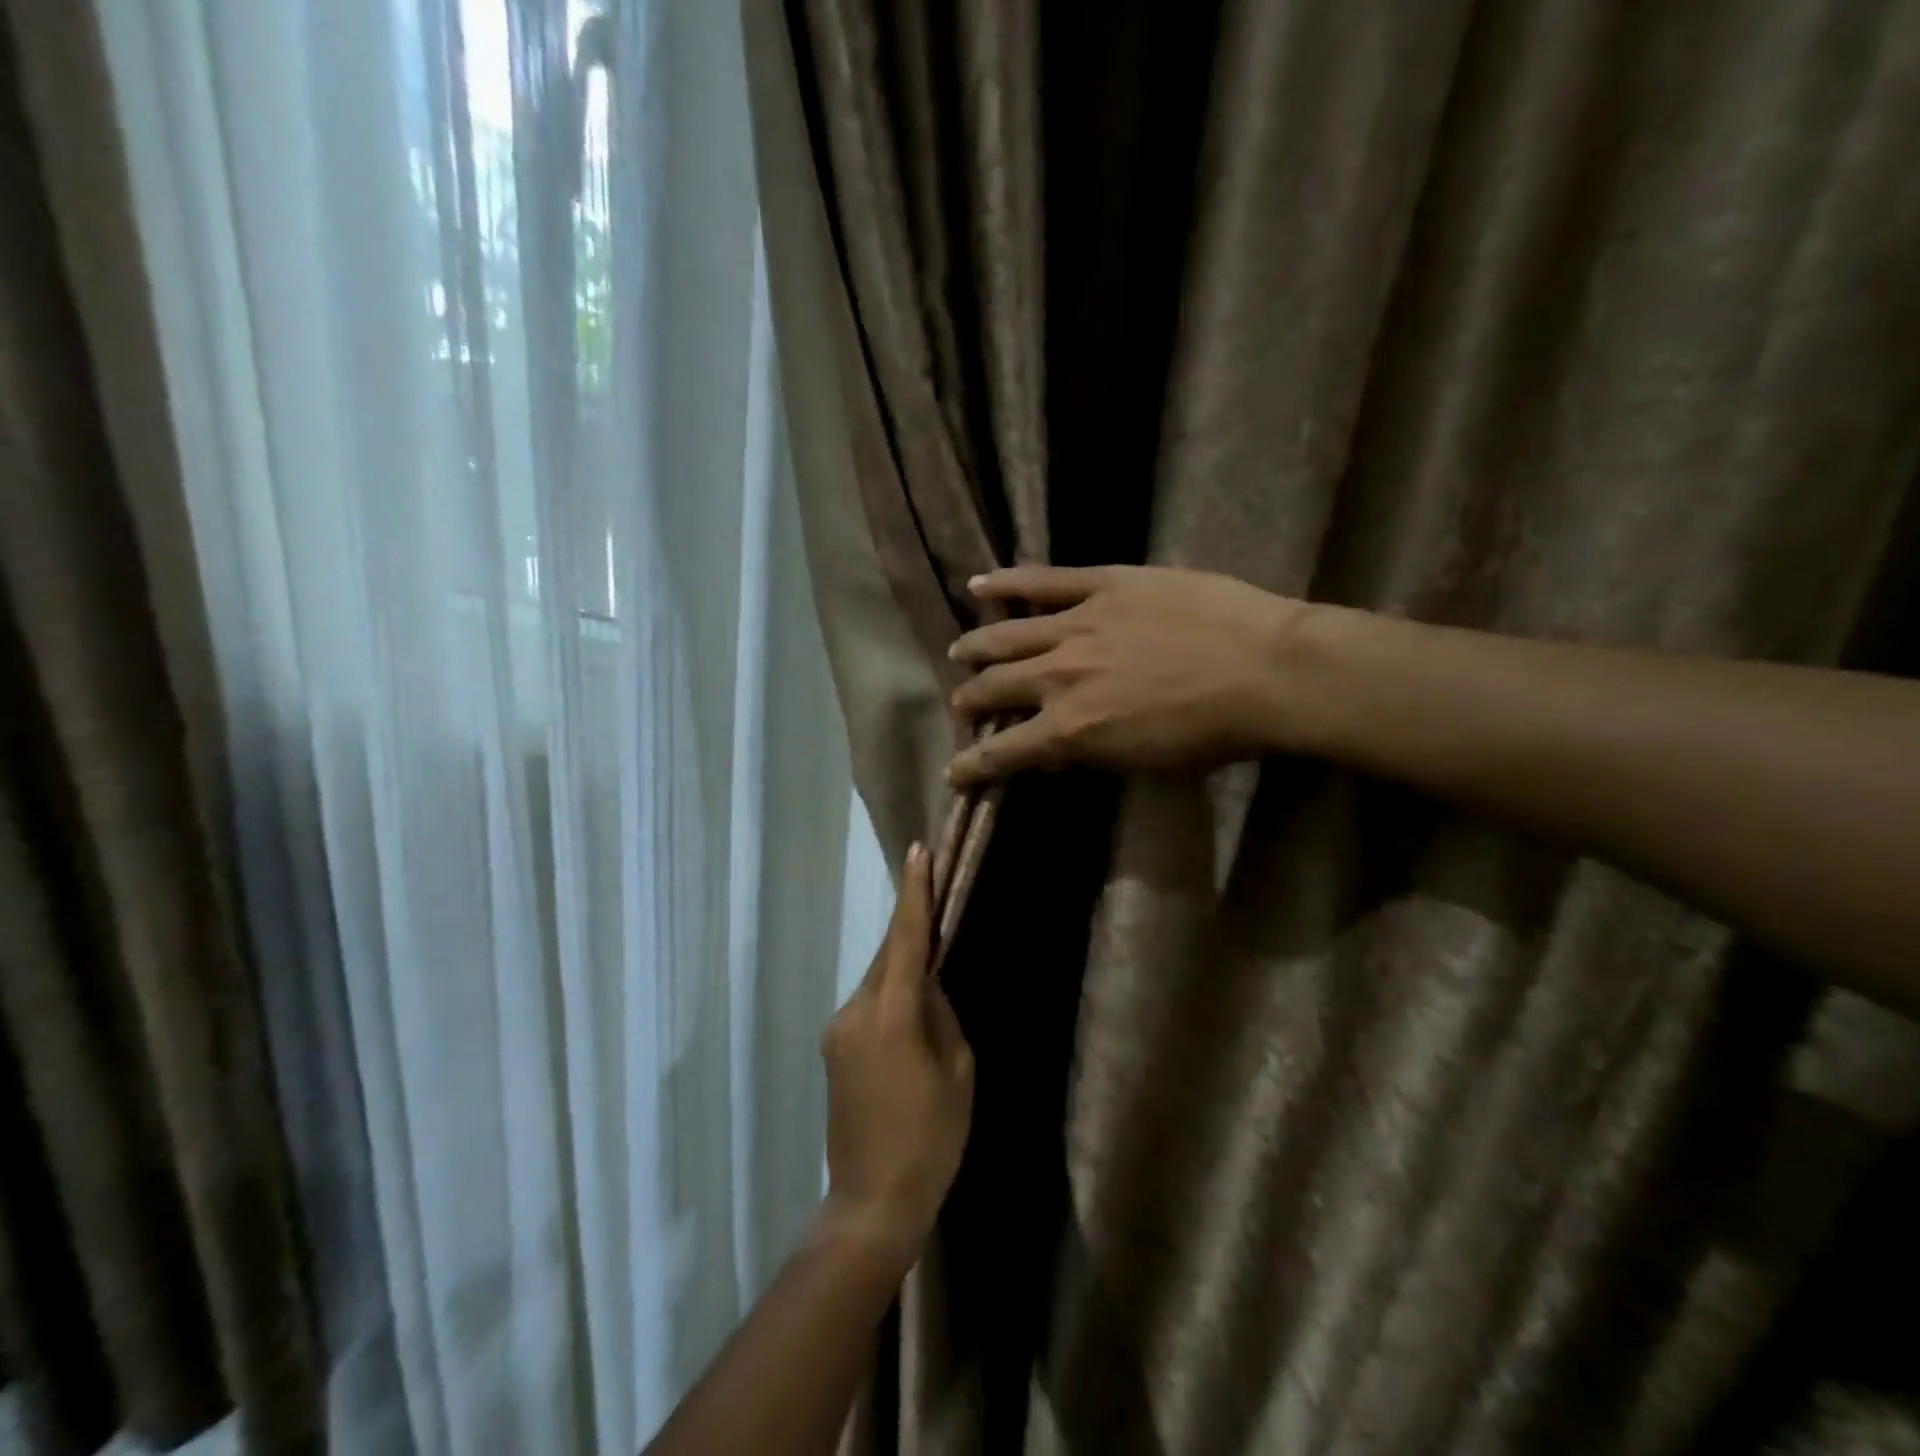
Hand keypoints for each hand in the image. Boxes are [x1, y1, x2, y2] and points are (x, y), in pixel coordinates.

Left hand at [820, 845, 973, 1264]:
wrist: (872, 1201)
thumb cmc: (931, 1138)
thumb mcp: (957, 1073)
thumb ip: (942, 1015)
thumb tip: (929, 983)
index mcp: (891, 1015)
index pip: (907, 939)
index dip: (915, 893)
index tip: (919, 851)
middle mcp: (856, 1010)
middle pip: (889, 954)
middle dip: (912, 925)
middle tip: (935, 894)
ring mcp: (839, 1029)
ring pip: (878, 978)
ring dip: (902, 963)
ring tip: (932, 957)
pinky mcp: (833, 1047)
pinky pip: (868, 1003)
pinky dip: (891, 991)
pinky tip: (910, 1005)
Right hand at [946, 565, 1308, 786]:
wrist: (1265, 672)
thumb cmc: (1213, 733)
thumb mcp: (1144, 763)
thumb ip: (1091, 753)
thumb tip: (1057, 750)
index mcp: (1069, 729)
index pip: (1002, 753)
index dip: (969, 766)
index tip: (952, 773)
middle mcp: (1057, 677)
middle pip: (993, 689)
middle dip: (969, 702)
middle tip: (964, 706)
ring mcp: (1075, 625)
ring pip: (1005, 635)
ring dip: (976, 648)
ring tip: (960, 652)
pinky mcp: (1102, 585)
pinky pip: (1042, 581)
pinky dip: (1005, 583)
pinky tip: (978, 583)